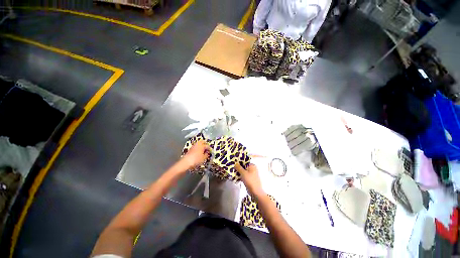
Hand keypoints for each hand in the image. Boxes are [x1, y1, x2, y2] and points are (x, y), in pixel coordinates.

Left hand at [180, 140, 209, 170]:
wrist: (186, 162)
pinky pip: (195, 148)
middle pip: (202, 142)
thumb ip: (207, 155)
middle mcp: (197, 144)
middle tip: (206, 149)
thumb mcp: (204, 158)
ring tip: (202, 152)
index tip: (211, 152)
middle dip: (205, 145)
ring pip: (198, 145)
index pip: (207, 146)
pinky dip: (197, 150)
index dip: (210, 149)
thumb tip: (207, 153)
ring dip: (200, 147)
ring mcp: (193, 146)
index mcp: (202, 145)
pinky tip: (198, 154)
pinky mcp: (189, 150)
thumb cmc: (196, 160)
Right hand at [235, 163, 263, 195]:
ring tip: (233, 172)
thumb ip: (238, 167)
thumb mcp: (243, 173)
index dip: (239, 162)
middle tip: (232, 167)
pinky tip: (236, 176)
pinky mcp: (250, 179)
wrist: (255, 191)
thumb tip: (235, 163)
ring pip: (244, 171)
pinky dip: (241, 175)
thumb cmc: (250, 180)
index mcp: (252, 165)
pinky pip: (244, 175)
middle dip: (238, 167)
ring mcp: (251, 174)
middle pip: (244, 166)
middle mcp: (253, 168)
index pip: (244, 161)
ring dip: (239, 172)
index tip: (233, 163)